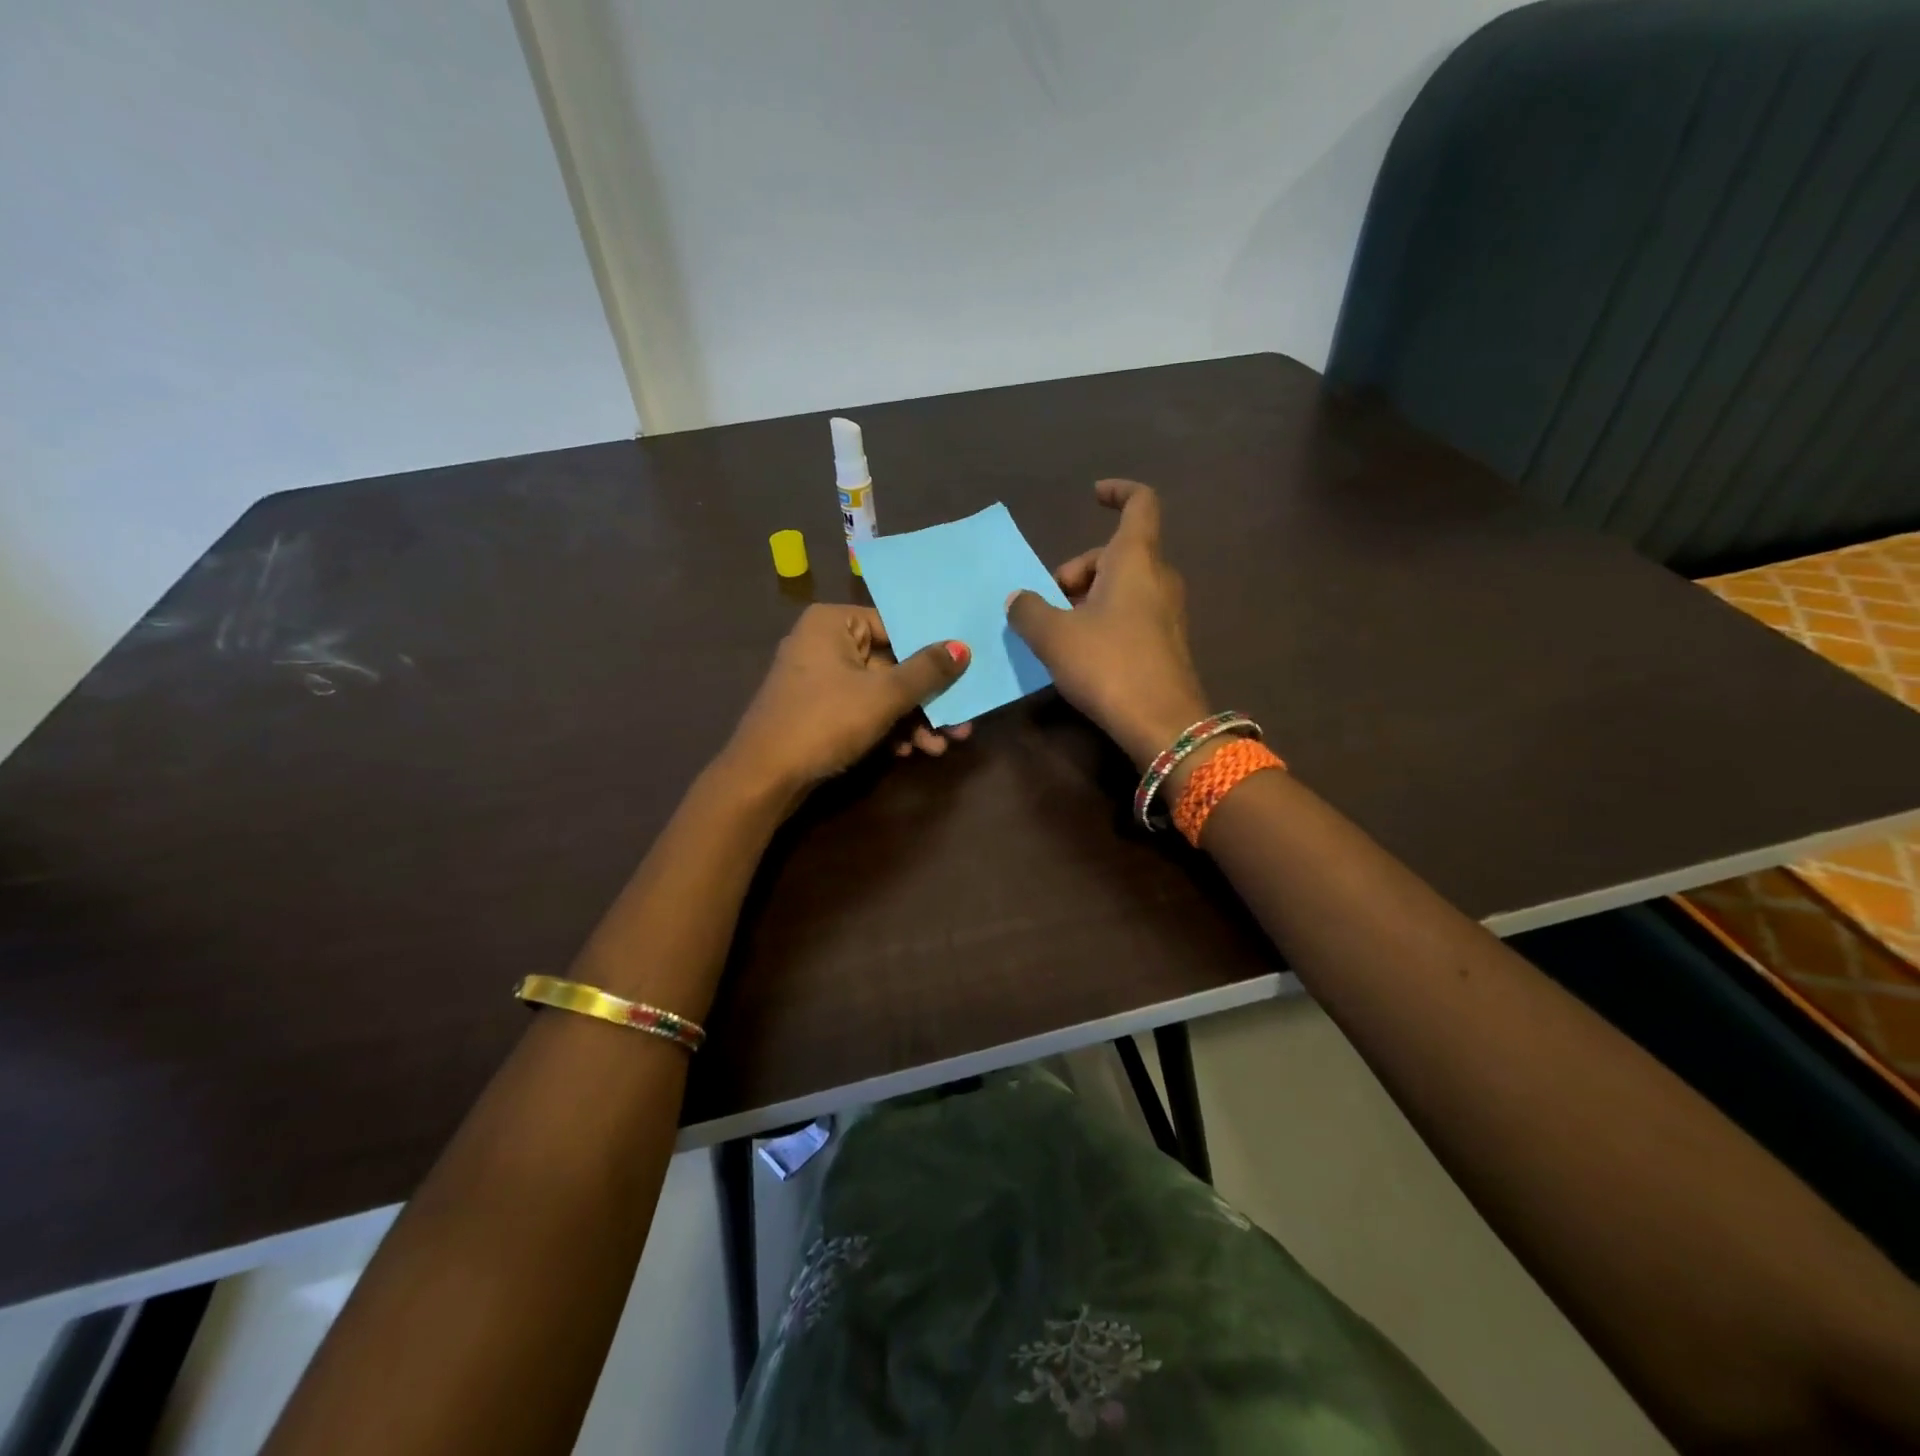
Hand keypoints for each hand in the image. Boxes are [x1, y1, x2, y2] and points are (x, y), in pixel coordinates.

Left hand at [722, 604, 971, 802]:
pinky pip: (862, 710)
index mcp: (833, 623)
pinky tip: (908, 752)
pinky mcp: (818, 711)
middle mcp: (824, 643)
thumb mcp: (883, 695)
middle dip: (927, 699)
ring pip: (879, 692)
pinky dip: (886, 729)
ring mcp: (819, 679)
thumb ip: (926, 671)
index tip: (964, 674)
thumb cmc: (825, 721)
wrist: (764, 777)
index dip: (932, 653)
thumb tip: (963, 647)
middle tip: (961, 723)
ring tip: (939, 747)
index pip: (895, 627)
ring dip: (912, 720)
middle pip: (891, 664)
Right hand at [1006, 479, 1207, 767]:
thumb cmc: (1108, 664)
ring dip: (1087, 598)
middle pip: (1116, 553)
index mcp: (1134, 559)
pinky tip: (1081, 653)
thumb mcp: (1054, 636)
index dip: (1117, 492)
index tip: (1092, 496)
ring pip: (1122, 586)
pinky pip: (1131, 614)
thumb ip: (1028, 610)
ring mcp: (1167, 611)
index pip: (1139, 503)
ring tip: (1057, 632)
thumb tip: (1018, 599)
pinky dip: (1104, 619)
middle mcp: (1158, 577)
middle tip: (1047, 602)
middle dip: (1077, 570)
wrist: (1162, 723)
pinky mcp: (1167, 642)